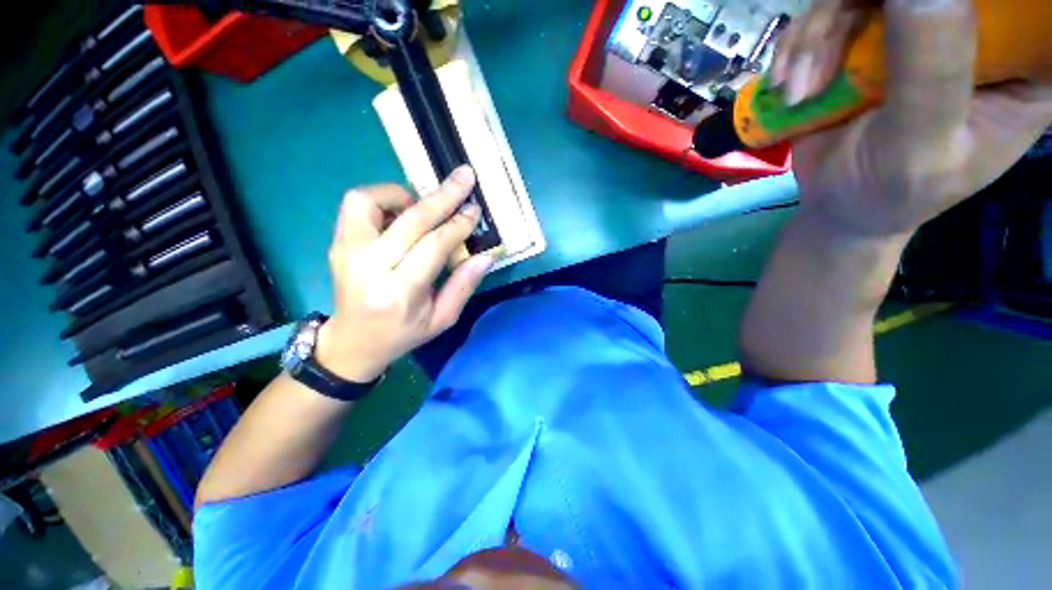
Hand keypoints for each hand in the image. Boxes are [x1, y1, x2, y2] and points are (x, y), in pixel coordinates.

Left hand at [316, 166, 494, 382]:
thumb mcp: (442, 319)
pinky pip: (358, 204)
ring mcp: (346, 251)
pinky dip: (383, 199)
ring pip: (371, 200)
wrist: (352, 343)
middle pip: (410, 220)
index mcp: (399, 292)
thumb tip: (486, 255)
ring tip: (424, 205)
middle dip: (443, 196)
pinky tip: (402, 213)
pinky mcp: (337, 243)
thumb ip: (464, 285)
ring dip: (405, 195)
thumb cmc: (402, 334)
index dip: (457, 225)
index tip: (474, 209)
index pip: (433, 246)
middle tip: (464, 177)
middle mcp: (368, 267)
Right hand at [772, 0, 1051, 238]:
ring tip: (799, 93)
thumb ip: (933, 71)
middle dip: (861, 9)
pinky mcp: (872, 32)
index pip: (1018, 8)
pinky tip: (789, 85)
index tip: (909, 36)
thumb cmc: (893, 191)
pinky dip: (800, 46)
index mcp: (1023, 63)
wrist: (840, 204)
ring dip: (817, 37)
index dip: (956, 9)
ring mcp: (919, 24)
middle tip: (825, 56)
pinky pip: (832, 9)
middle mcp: (977, 30)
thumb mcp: (922, 145)